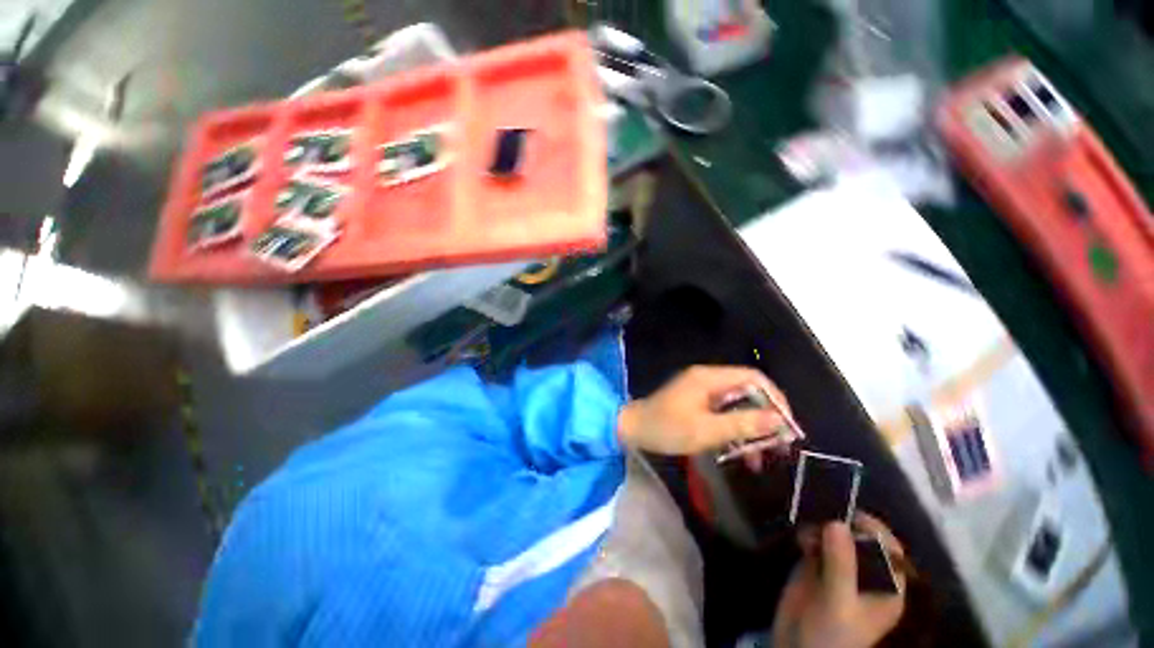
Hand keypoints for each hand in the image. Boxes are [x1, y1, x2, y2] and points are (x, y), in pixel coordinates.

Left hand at [616, 365, 792, 456]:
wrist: (633, 429)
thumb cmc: (666, 428)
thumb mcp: (706, 431)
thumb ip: (742, 424)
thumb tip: (778, 419)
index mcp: (709, 378)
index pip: (754, 378)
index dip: (775, 398)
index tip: (787, 426)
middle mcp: (708, 379)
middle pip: (747, 392)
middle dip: (765, 418)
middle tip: (778, 447)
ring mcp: (701, 391)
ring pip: (737, 405)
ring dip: (750, 429)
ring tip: (759, 459)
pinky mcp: (696, 403)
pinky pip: (723, 412)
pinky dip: (734, 429)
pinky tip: (740, 453)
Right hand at [773, 514, 906, 647]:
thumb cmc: (830, 635)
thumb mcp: (838, 603)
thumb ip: (841, 565)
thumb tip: (838, 523)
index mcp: (885, 586)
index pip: (890, 550)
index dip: (875, 531)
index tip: (851, 517)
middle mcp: (866, 573)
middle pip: (862, 537)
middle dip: (844, 524)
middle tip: (822, 520)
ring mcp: (840, 567)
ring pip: (837, 535)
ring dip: (822, 527)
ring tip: (807, 534)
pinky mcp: (817, 564)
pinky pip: (816, 539)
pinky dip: (808, 533)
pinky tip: (800, 539)